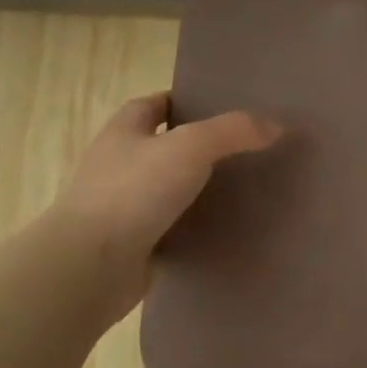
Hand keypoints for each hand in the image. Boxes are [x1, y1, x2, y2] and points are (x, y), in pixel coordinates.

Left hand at [49, 92, 281, 320]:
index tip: (219, 108)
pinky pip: (169, 228)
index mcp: (123, 132)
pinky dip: (192, 227)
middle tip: (242, 150)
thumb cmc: (134, 192)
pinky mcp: (130, 244)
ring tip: (241, 189)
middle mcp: (117, 165)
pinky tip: (222, 229)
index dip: (182, 101)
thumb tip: (276, 126)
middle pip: (161, 147)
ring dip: (196, 189)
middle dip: (197, 147)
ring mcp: (120, 207)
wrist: (91, 266)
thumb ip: (234, 131)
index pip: (152, 105)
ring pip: (166, 189)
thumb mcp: (191, 147)